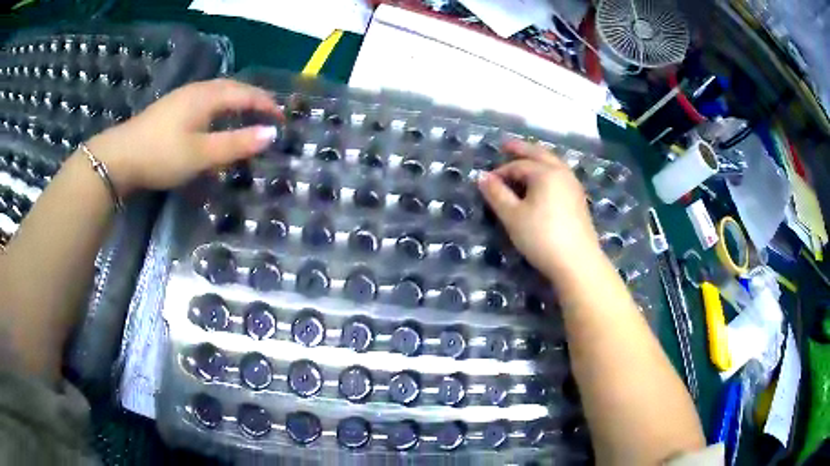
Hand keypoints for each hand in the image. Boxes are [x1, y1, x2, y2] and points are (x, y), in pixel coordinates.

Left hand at [84, 79, 281, 195]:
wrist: (119, 158)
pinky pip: (204, 101)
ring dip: (235, 102)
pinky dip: (218, 108)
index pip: (246, 93)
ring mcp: (181, 97)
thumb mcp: (202, 154)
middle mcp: (197, 90)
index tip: (282, 119)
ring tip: (245, 116)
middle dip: (253, 99)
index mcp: (208, 96)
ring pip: (217, 93)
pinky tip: (213, 121)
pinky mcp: (170, 108)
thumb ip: (236, 144)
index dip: (267, 104)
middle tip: (267, 115)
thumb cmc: (162, 155)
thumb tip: (271, 134)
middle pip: (232, 88)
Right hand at [477, 140, 601, 278]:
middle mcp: (561, 173)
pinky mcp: (579, 200)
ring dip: (538, 158)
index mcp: (545, 173)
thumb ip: (497, 194)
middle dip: (522, 149)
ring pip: (553, 163)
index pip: (518, 166)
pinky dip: (548, 170)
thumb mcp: (513, 216)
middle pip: (540, 154)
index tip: (487, 183)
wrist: (577, 261)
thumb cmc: (541, 237)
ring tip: (526, 159)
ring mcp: (573, 185)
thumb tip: (482, 177)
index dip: (500, 172)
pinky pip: (560, 175)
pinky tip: (544, 180)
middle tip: (507, 145)